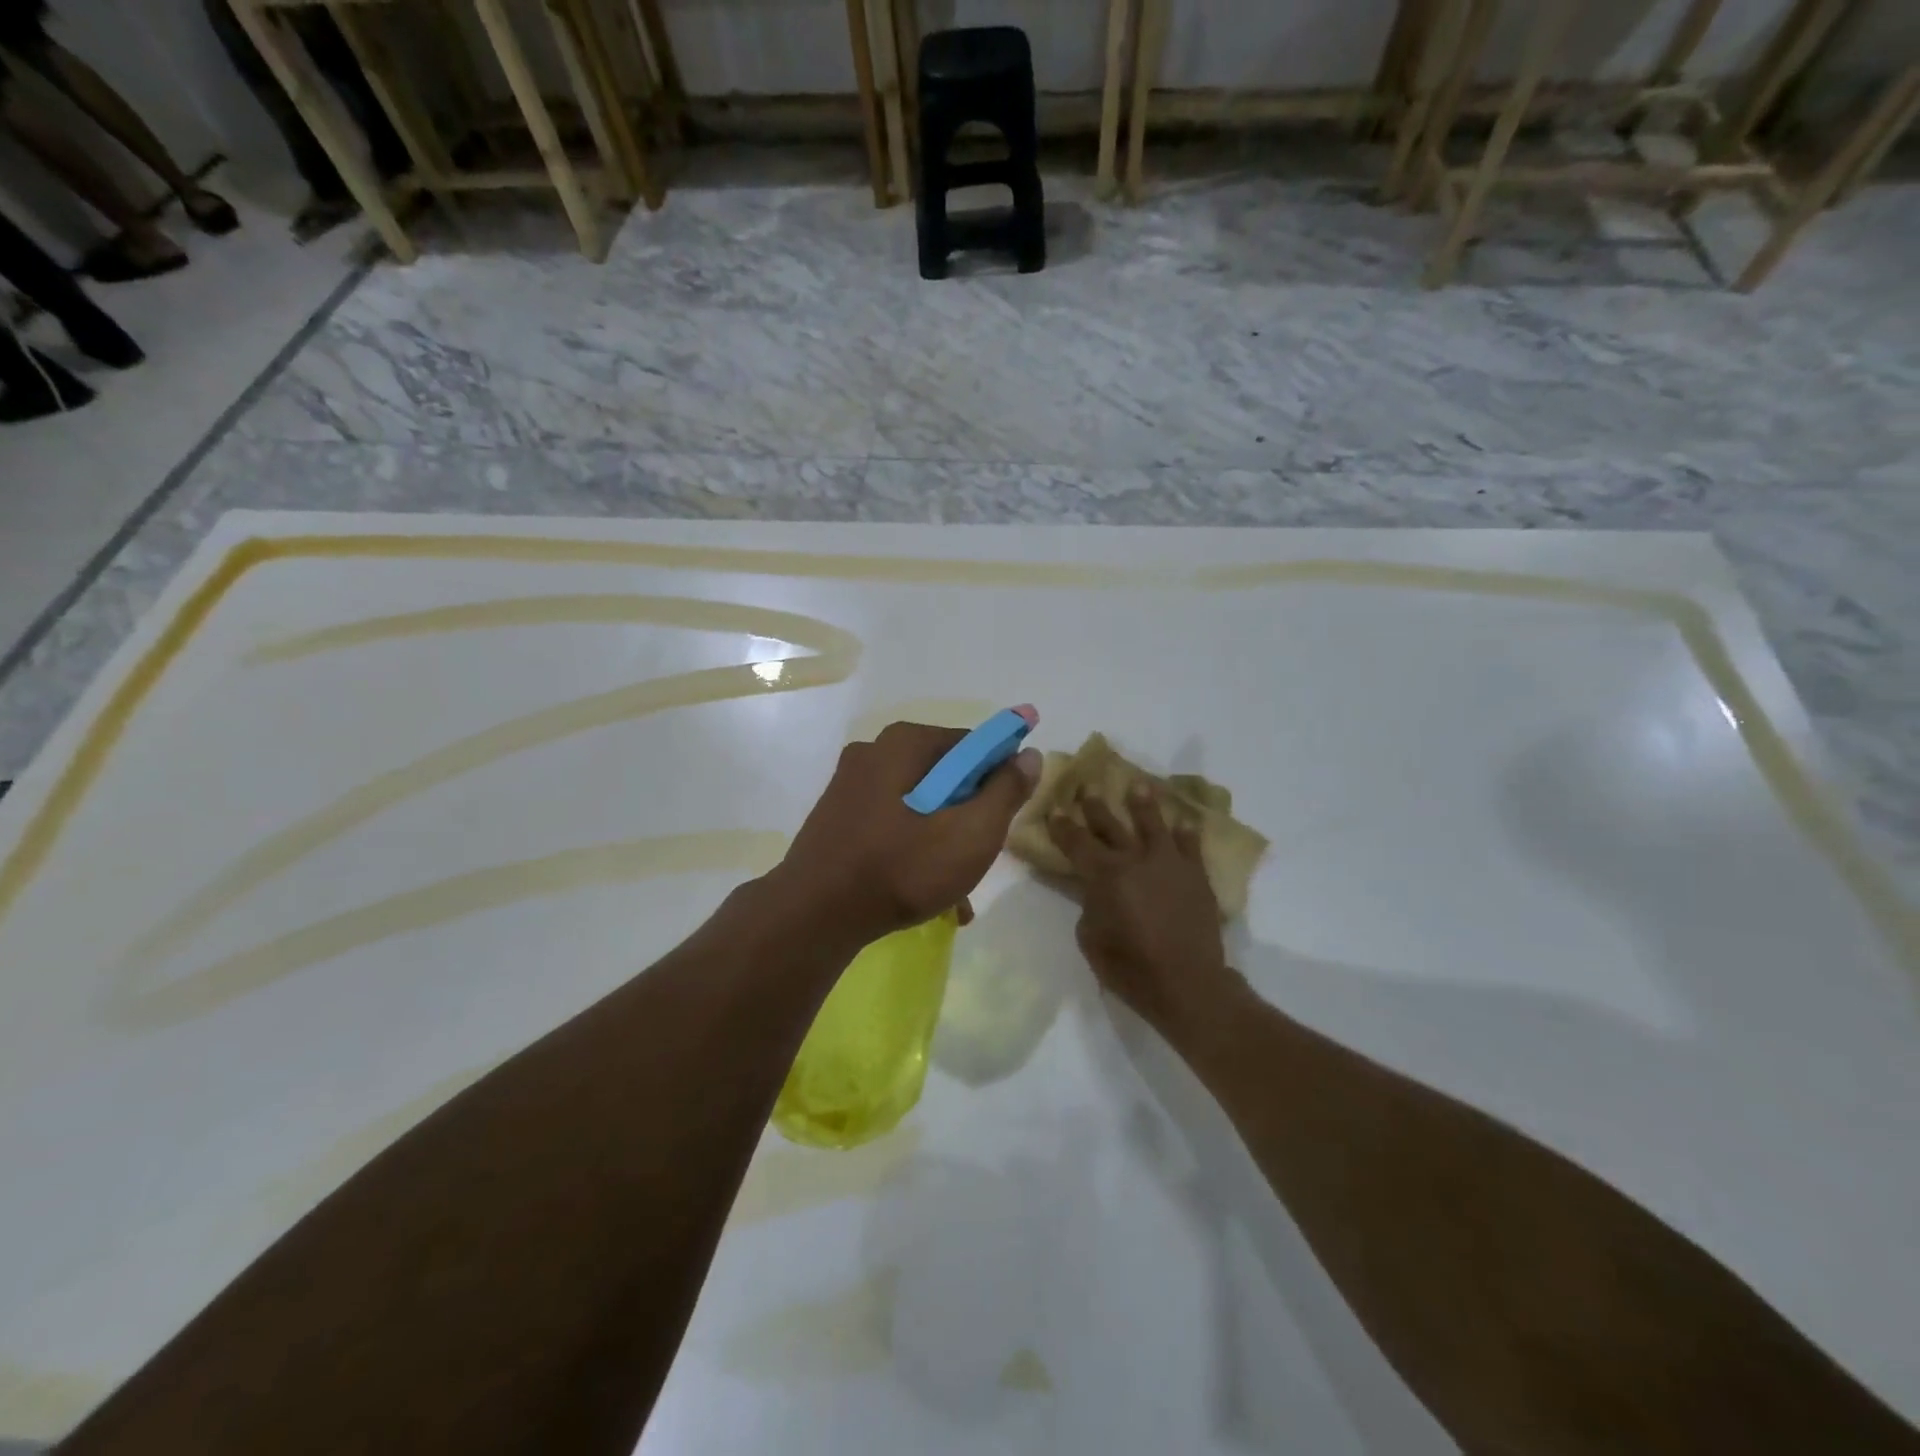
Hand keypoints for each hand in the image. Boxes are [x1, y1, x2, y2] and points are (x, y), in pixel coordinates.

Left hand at [775, 720, 1041, 946]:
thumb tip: (1028, 754)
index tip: (1003, 820)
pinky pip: (891, 824)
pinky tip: (926, 893)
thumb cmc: (901, 868)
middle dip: (969, 816)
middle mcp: (873, 752)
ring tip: (956, 892)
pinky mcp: (836, 818)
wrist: (813, 916)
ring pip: (919, 806)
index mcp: (904, 743)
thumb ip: (1005, 791)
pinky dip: (913, 850)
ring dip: (943, 841)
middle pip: (945, 777)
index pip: (973, 746)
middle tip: (978, 857)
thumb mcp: (971, 833)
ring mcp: (849, 785)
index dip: (998, 780)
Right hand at [1047, 783, 1237, 1034]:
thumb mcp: (1090, 938)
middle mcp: (1135, 859)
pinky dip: (1187, 833)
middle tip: (1087, 786)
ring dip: (1143, 804)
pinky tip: (1183, 821)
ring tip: (1139, 786)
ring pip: (1154, 825)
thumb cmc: (1129, 966)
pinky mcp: (1196, 876)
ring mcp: (1169, 864)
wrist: (1186, 982)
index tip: (1055, 809)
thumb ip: (1089, 905)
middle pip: (1111, 825)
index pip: (1076, 842)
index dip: (1063, 826)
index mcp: (1104, 874)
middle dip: (1096, 806)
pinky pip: (1191, 846)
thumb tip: (1095, 891)